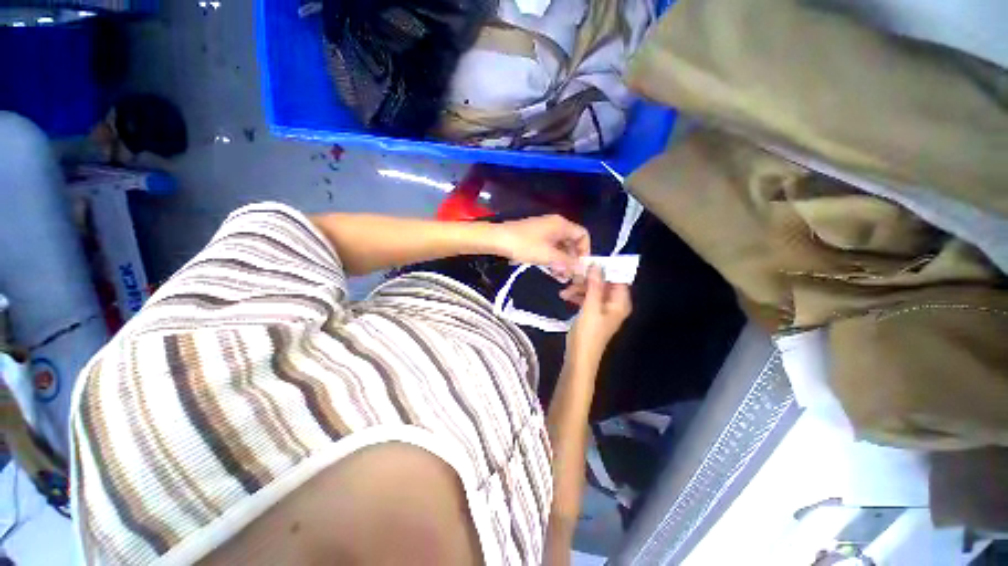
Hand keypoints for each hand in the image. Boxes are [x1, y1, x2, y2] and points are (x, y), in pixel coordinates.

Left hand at [495, 215, 589, 280]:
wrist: (498, 239)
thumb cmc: (525, 245)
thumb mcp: (548, 255)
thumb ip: (566, 262)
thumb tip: (581, 269)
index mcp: (561, 225)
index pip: (582, 235)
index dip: (585, 251)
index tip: (580, 266)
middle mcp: (555, 225)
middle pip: (572, 242)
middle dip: (572, 260)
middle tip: (570, 276)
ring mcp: (544, 231)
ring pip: (560, 247)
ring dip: (562, 262)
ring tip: (560, 278)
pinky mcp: (536, 237)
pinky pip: (550, 248)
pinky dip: (552, 259)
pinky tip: (551, 272)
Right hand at [566, 266, 631, 365]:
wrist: (579, 358)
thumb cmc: (588, 333)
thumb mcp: (591, 307)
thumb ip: (594, 285)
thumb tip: (596, 264)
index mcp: (620, 302)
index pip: (617, 278)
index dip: (604, 269)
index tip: (588, 262)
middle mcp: (614, 304)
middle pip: (604, 283)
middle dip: (587, 280)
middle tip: (572, 277)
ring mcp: (603, 309)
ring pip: (593, 290)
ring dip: (579, 288)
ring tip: (564, 292)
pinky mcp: (593, 314)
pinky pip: (587, 299)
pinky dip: (578, 297)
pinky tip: (565, 297)